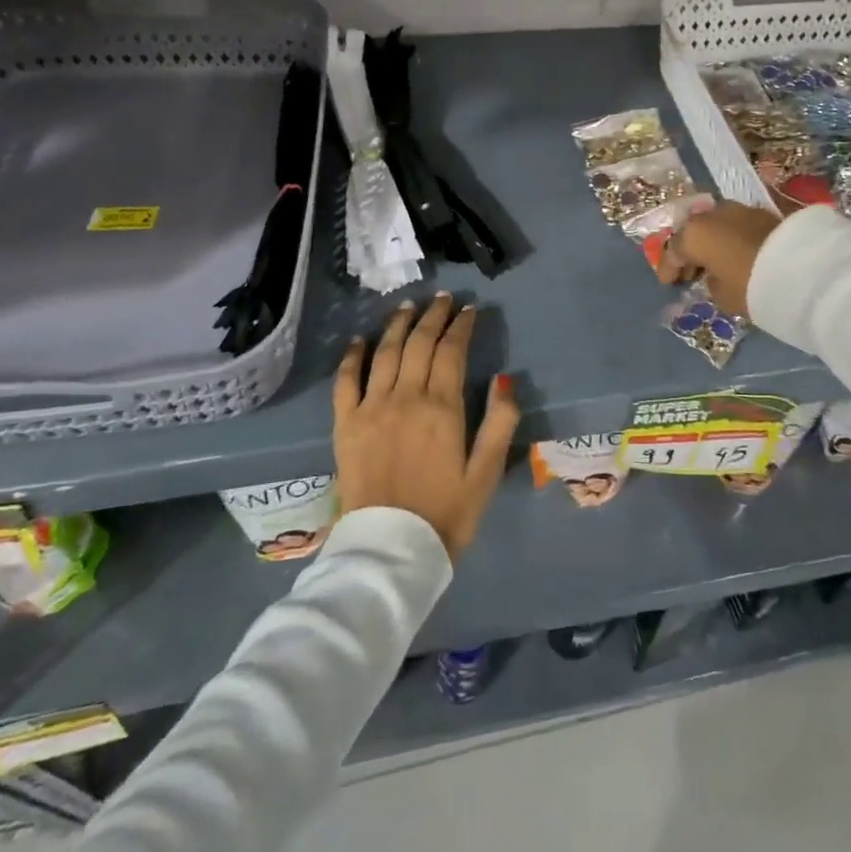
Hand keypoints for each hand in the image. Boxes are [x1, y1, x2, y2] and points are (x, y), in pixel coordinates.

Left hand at [332, 293, 520, 559]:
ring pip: (385, 352)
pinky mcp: (345, 424)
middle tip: (443, 300)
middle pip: (419, 343)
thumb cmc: (446, 514)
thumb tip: (505, 378)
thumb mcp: (487, 473)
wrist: (390, 552)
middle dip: (433, 316)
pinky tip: (359, 340)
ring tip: (408, 307)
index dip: (461, 326)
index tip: (469, 310)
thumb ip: (500, 422)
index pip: (452, 350)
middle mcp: (405, 397)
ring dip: (398, 325)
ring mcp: (371, 408)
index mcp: (443, 407)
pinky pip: (345, 380)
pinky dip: (352, 356)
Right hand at [655, 202, 782, 319]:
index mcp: (694, 234)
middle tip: (690, 272)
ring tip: (715, 263)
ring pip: (716, 225)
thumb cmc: (750, 285)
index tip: (668, 282)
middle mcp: (712, 215)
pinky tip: (735, 253)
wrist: (802, 267)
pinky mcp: (763, 212)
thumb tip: (714, 275)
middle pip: (693, 232)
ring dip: (712, 242)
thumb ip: (711, 284)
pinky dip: (731, 238)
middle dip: (690, 251)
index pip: (673, 251)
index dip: (668, 268)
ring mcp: (738, 209)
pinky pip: (736, 226)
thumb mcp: (723, 296)